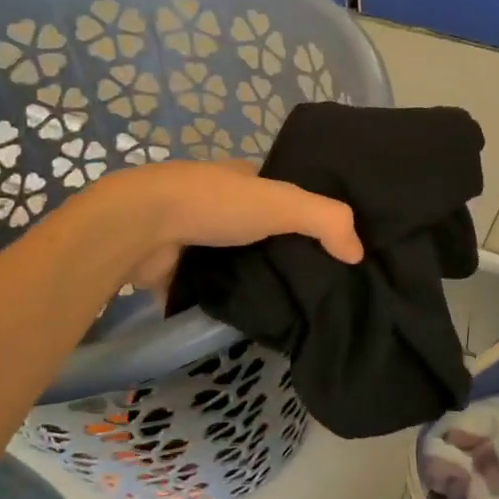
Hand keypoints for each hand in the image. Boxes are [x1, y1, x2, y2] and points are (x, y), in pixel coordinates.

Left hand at [104, 159, 362, 291]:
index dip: (305, 216)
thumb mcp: (282, 203)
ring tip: (289, 309)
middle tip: (315, 286)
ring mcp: (191, 234)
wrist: (139, 227)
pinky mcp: (172, 268)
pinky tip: (246, 320)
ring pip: (233, 260)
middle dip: (280, 252)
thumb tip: (358, 253)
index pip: (282, 195)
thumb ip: (327, 220)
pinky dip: (222, 299)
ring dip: (251, 278)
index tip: (332, 249)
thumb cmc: (214, 204)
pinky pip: (206, 286)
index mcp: (241, 178)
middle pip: (258, 230)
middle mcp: (216, 202)